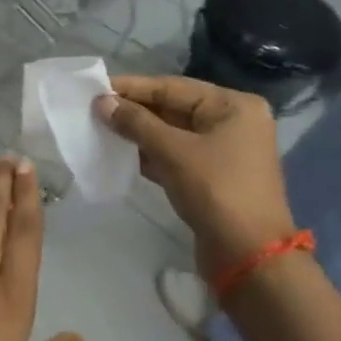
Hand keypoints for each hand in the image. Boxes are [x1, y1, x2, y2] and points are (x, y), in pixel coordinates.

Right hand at [96, 76, 296, 274]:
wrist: (247, 252)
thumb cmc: (216, 190)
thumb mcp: (173, 152)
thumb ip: (136, 123)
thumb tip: (102, 102)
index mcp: (233, 106)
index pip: (174, 87)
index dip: (133, 87)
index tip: (97, 88)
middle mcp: (232, 122)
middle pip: (174, 108)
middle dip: (134, 111)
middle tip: (93, 110)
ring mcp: (223, 151)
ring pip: (172, 134)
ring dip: (138, 133)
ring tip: (100, 129)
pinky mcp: (211, 176)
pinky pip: (175, 155)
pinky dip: (150, 154)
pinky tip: (120, 154)